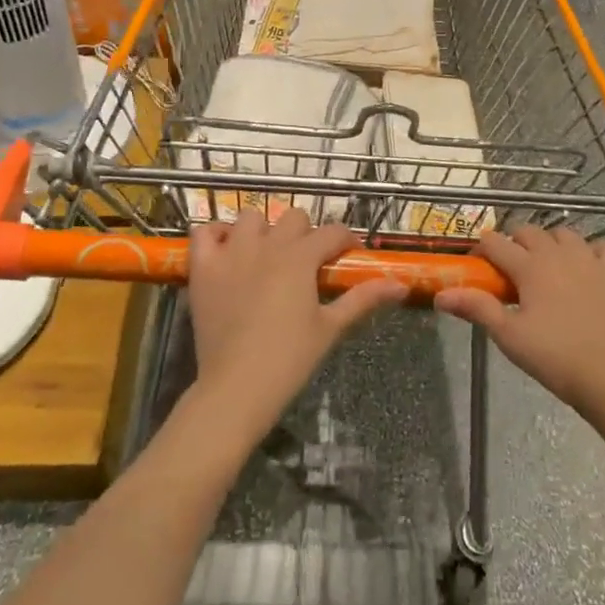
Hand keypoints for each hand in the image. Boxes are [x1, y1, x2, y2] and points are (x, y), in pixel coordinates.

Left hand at [186, 210, 406, 440]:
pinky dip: (216, 236)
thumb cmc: (289, 359)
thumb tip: (401, 285)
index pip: (332, 232)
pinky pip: (204, 232)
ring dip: (262, 230)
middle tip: (305, 262)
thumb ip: (363, 299)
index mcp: (300, 258)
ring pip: (250, 218)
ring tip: (266, 255)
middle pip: (293, 217)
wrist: (236, 387)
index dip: (344, 241)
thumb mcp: (331, 327)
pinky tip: (227, 251)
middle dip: (304, 233)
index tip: (348, 255)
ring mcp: (231, 253)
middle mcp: (267, 245)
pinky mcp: (203, 268)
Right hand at [435, 226, 604, 428]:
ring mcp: (593, 259)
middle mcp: (559, 253)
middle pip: (529, 231)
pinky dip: (595, 252)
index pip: (496, 243)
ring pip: (566, 234)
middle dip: (515, 241)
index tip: (478, 264)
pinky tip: (591, 268)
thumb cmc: (555, 358)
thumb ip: (476, 308)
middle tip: (511, 268)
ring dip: (552, 242)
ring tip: (548, 265)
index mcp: (530, 266)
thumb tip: (440, 295)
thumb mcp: (509, 336)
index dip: (482, 249)